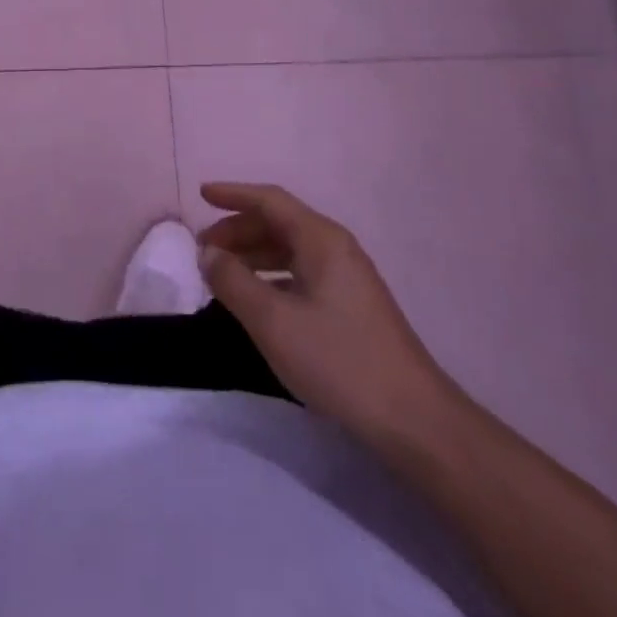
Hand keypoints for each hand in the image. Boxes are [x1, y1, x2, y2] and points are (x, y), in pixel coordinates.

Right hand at [197, 182, 457, 446]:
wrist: (415, 421)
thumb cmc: (339, 361)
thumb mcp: (273, 321)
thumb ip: (233, 281)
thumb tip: (208, 254)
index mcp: (320, 239)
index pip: (269, 200)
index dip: (233, 194)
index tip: (201, 195)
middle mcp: (335, 248)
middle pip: (279, 223)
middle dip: (238, 230)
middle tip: (204, 249)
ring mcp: (347, 278)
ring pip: (290, 250)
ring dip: (253, 255)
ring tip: (222, 274)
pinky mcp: (352, 307)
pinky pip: (301, 274)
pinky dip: (271, 277)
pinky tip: (257, 301)